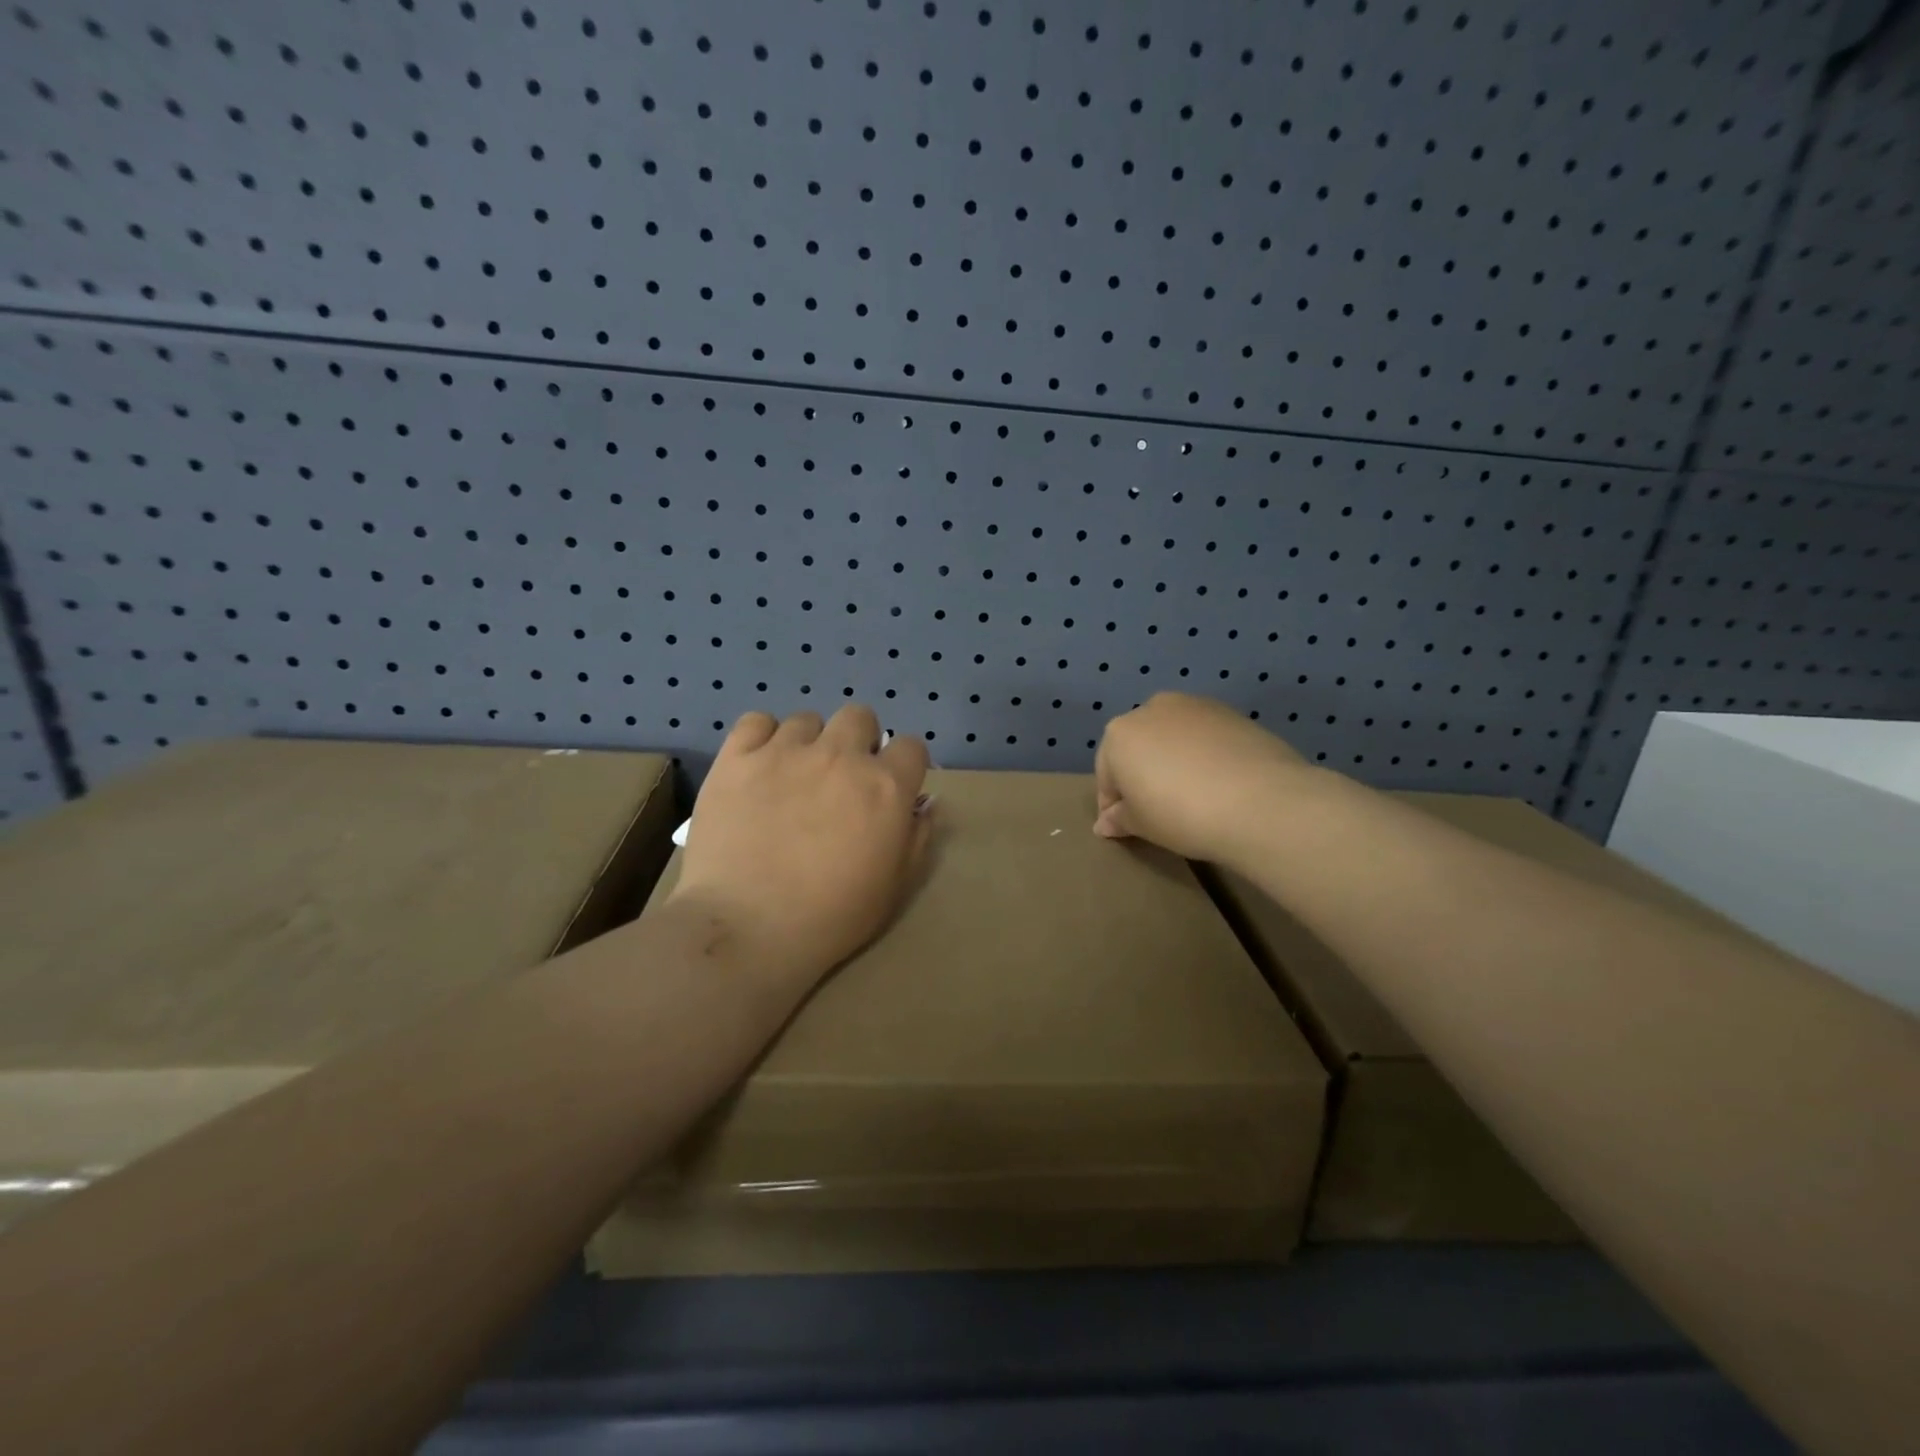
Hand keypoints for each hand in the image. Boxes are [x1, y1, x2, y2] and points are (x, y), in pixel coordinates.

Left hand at [670, 705, 932, 985]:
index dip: (902, 767)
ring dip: (809, 743)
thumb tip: (925, 802)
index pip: (911, 746)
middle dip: (857, 742)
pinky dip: (761, 738)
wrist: (747, 928)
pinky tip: (757, 766)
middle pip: (859, 717)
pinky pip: (756, 721)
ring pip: (807, 720)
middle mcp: (839, 755)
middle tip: (840, 780)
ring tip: (792, 778)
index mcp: (884, 786)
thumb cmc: (831, 917)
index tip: (889, 789)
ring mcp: (785, 752)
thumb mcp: (895, 887)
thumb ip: (917, 837)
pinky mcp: (737, 758)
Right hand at [1095, 693, 1311, 863]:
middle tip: (1157, 809)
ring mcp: (1194, 705)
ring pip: (1172, 736)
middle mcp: (1151, 709)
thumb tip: (1106, 822)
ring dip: (1173, 759)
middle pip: (1138, 746)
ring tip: (1192, 794)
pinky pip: (1204, 735)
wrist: (1259, 801)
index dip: (1111, 804)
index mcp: (1118, 734)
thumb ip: (1118, 819)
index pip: (1106, 773)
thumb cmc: (1181, 814)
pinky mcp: (1230, 712)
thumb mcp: (1141, 824)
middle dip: (1141, 773)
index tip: (1123, 827)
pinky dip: (1204, 753)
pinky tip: (1219, 781)